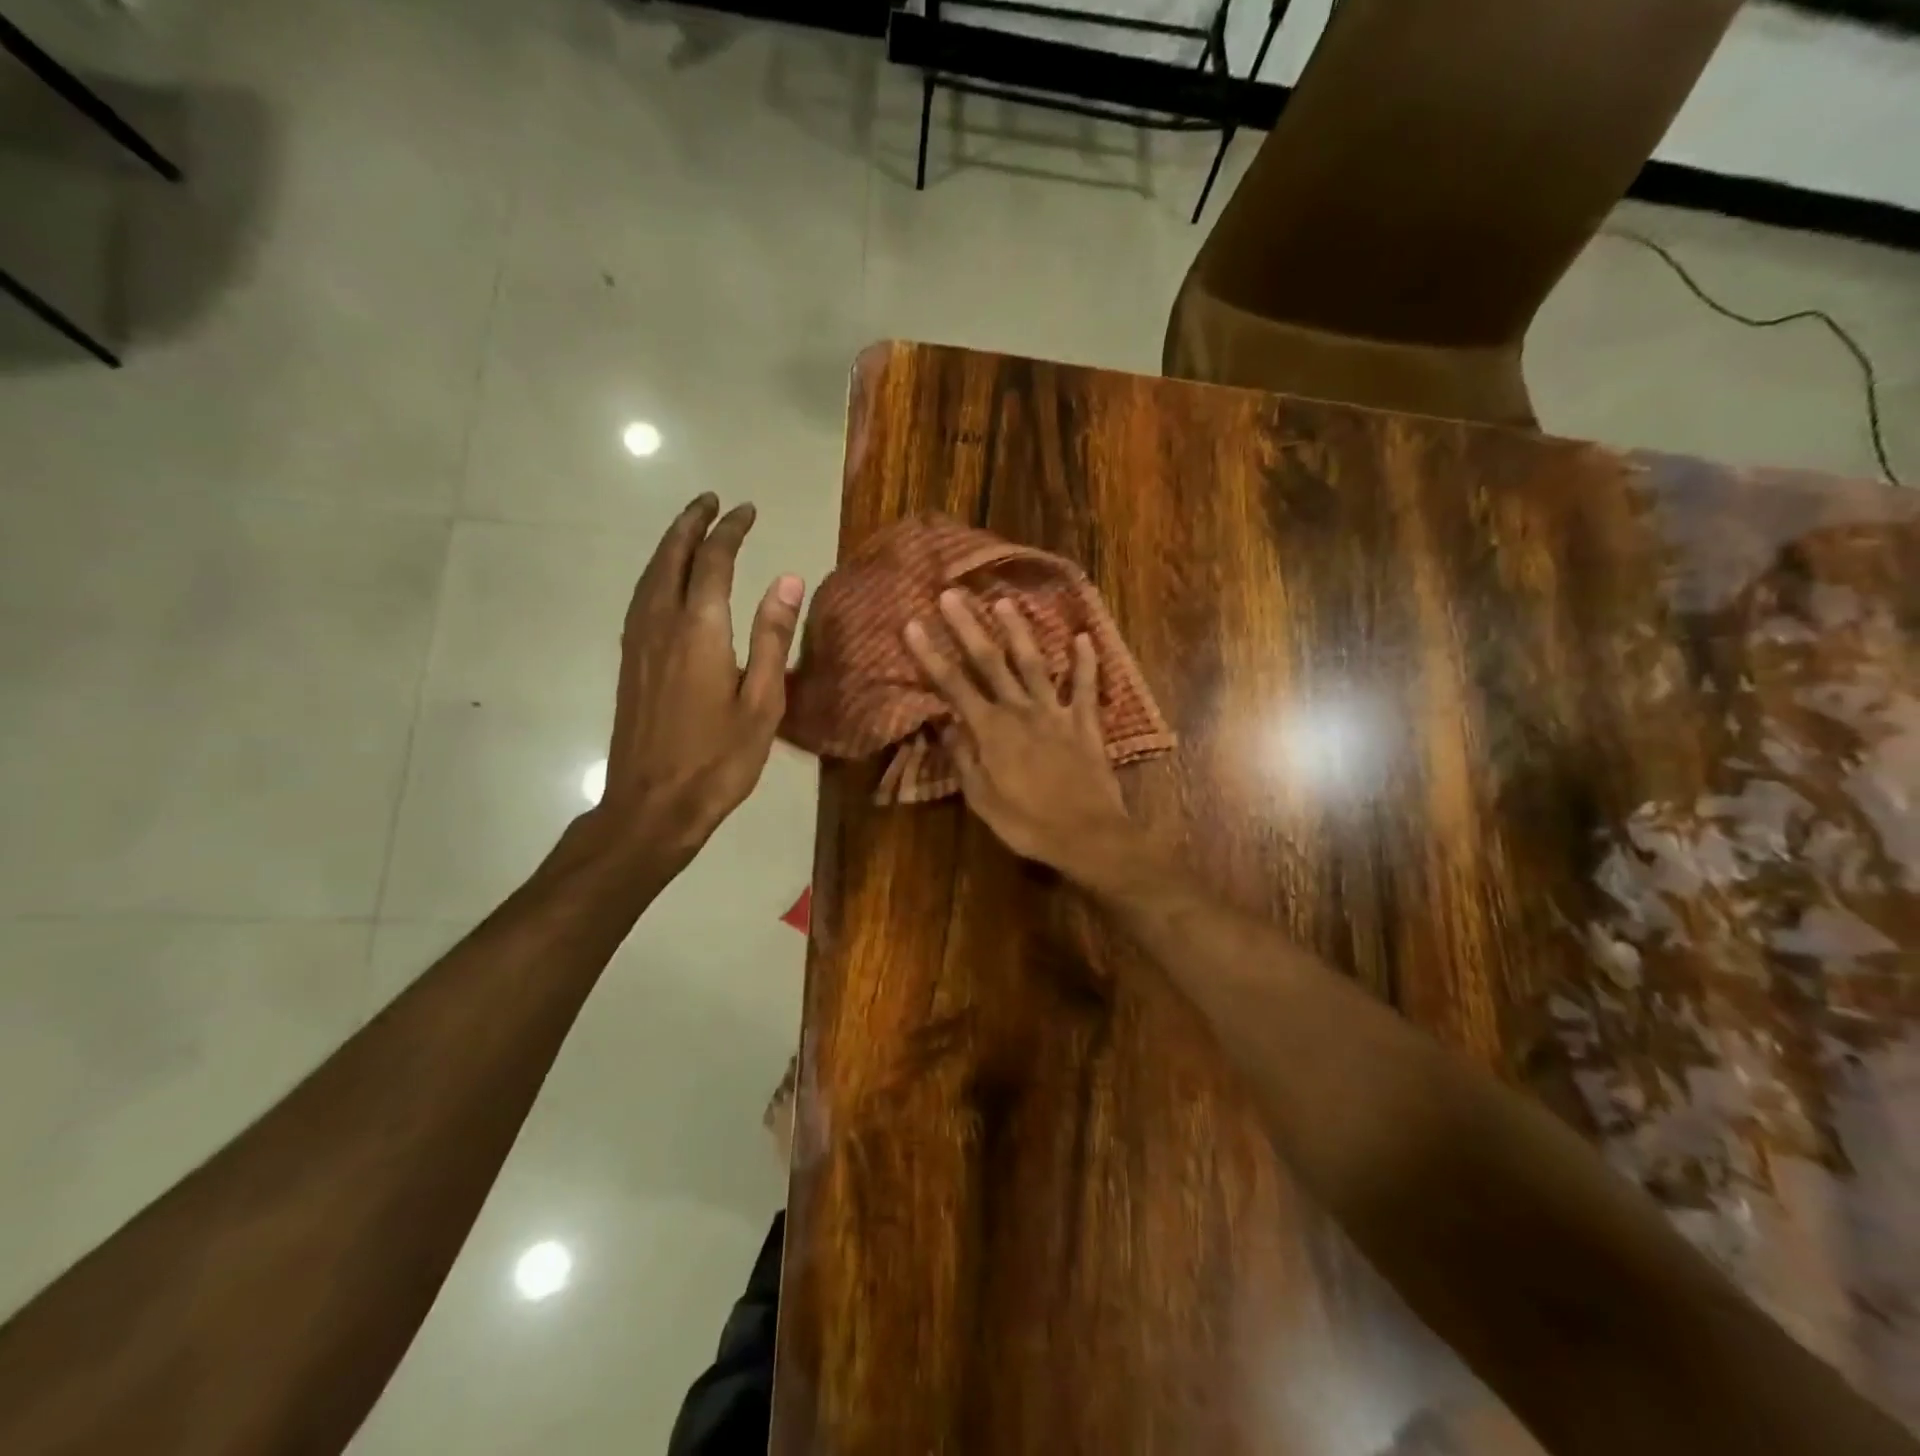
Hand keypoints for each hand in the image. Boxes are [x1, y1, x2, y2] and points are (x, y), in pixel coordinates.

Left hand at [596, 493, 804, 860]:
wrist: (652, 805)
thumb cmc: (719, 759)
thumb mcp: (762, 702)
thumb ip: (772, 636)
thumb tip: (788, 579)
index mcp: (700, 630)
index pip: (714, 561)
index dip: (731, 530)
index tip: (747, 510)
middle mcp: (661, 624)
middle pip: (671, 557)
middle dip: (691, 523)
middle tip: (711, 501)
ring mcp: (638, 642)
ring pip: (649, 575)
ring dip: (669, 544)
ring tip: (689, 528)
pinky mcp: (629, 661)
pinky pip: (640, 598)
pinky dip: (655, 573)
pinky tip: (665, 581)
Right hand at [903, 589, 1132, 879]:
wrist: (1087, 835)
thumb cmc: (1027, 823)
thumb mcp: (982, 799)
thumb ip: (962, 758)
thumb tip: (942, 724)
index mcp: (991, 731)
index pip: (953, 686)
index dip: (931, 655)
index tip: (913, 625)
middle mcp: (1020, 711)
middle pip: (990, 662)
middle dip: (968, 627)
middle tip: (952, 594)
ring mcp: (1055, 713)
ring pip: (1034, 664)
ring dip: (1019, 632)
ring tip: (1005, 602)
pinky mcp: (1085, 722)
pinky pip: (1086, 686)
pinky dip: (1086, 661)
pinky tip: (1083, 637)